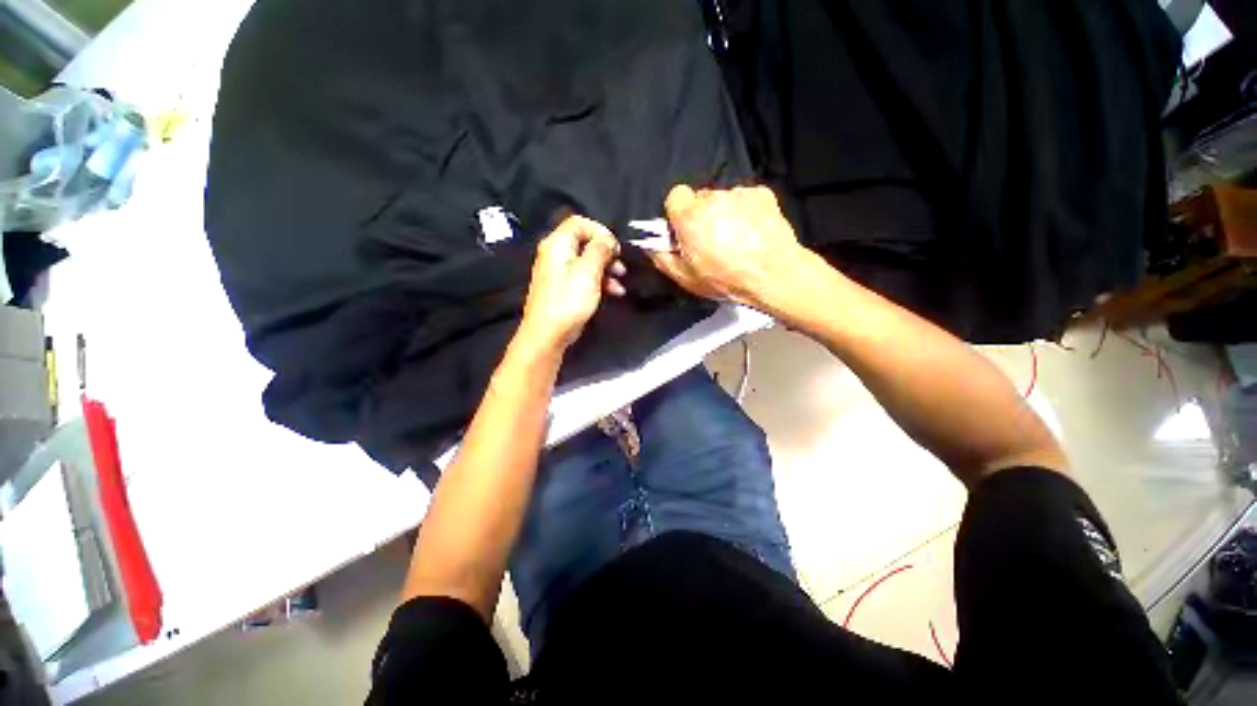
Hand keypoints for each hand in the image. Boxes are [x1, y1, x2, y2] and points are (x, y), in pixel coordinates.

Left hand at [518, 215, 625, 351]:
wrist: (548, 334)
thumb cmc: (568, 300)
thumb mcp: (588, 271)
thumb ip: (600, 250)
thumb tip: (608, 239)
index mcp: (557, 244)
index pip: (579, 222)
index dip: (600, 231)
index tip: (615, 247)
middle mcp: (556, 254)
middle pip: (585, 242)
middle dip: (606, 252)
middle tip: (621, 264)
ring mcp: (560, 272)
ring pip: (588, 261)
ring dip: (607, 268)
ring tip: (622, 279)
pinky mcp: (565, 288)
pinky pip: (585, 277)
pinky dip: (601, 281)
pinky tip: (615, 291)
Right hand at [648, 185, 820, 314]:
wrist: (773, 275)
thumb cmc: (725, 279)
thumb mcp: (686, 278)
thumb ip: (663, 259)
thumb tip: (650, 246)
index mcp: (690, 216)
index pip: (675, 195)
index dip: (678, 213)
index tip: (685, 230)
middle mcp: (713, 197)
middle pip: (700, 199)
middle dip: (701, 215)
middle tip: (711, 240)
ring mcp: (739, 194)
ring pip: (723, 200)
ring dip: (723, 214)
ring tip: (735, 239)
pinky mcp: (762, 194)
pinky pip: (745, 199)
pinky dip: (745, 211)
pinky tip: (752, 232)